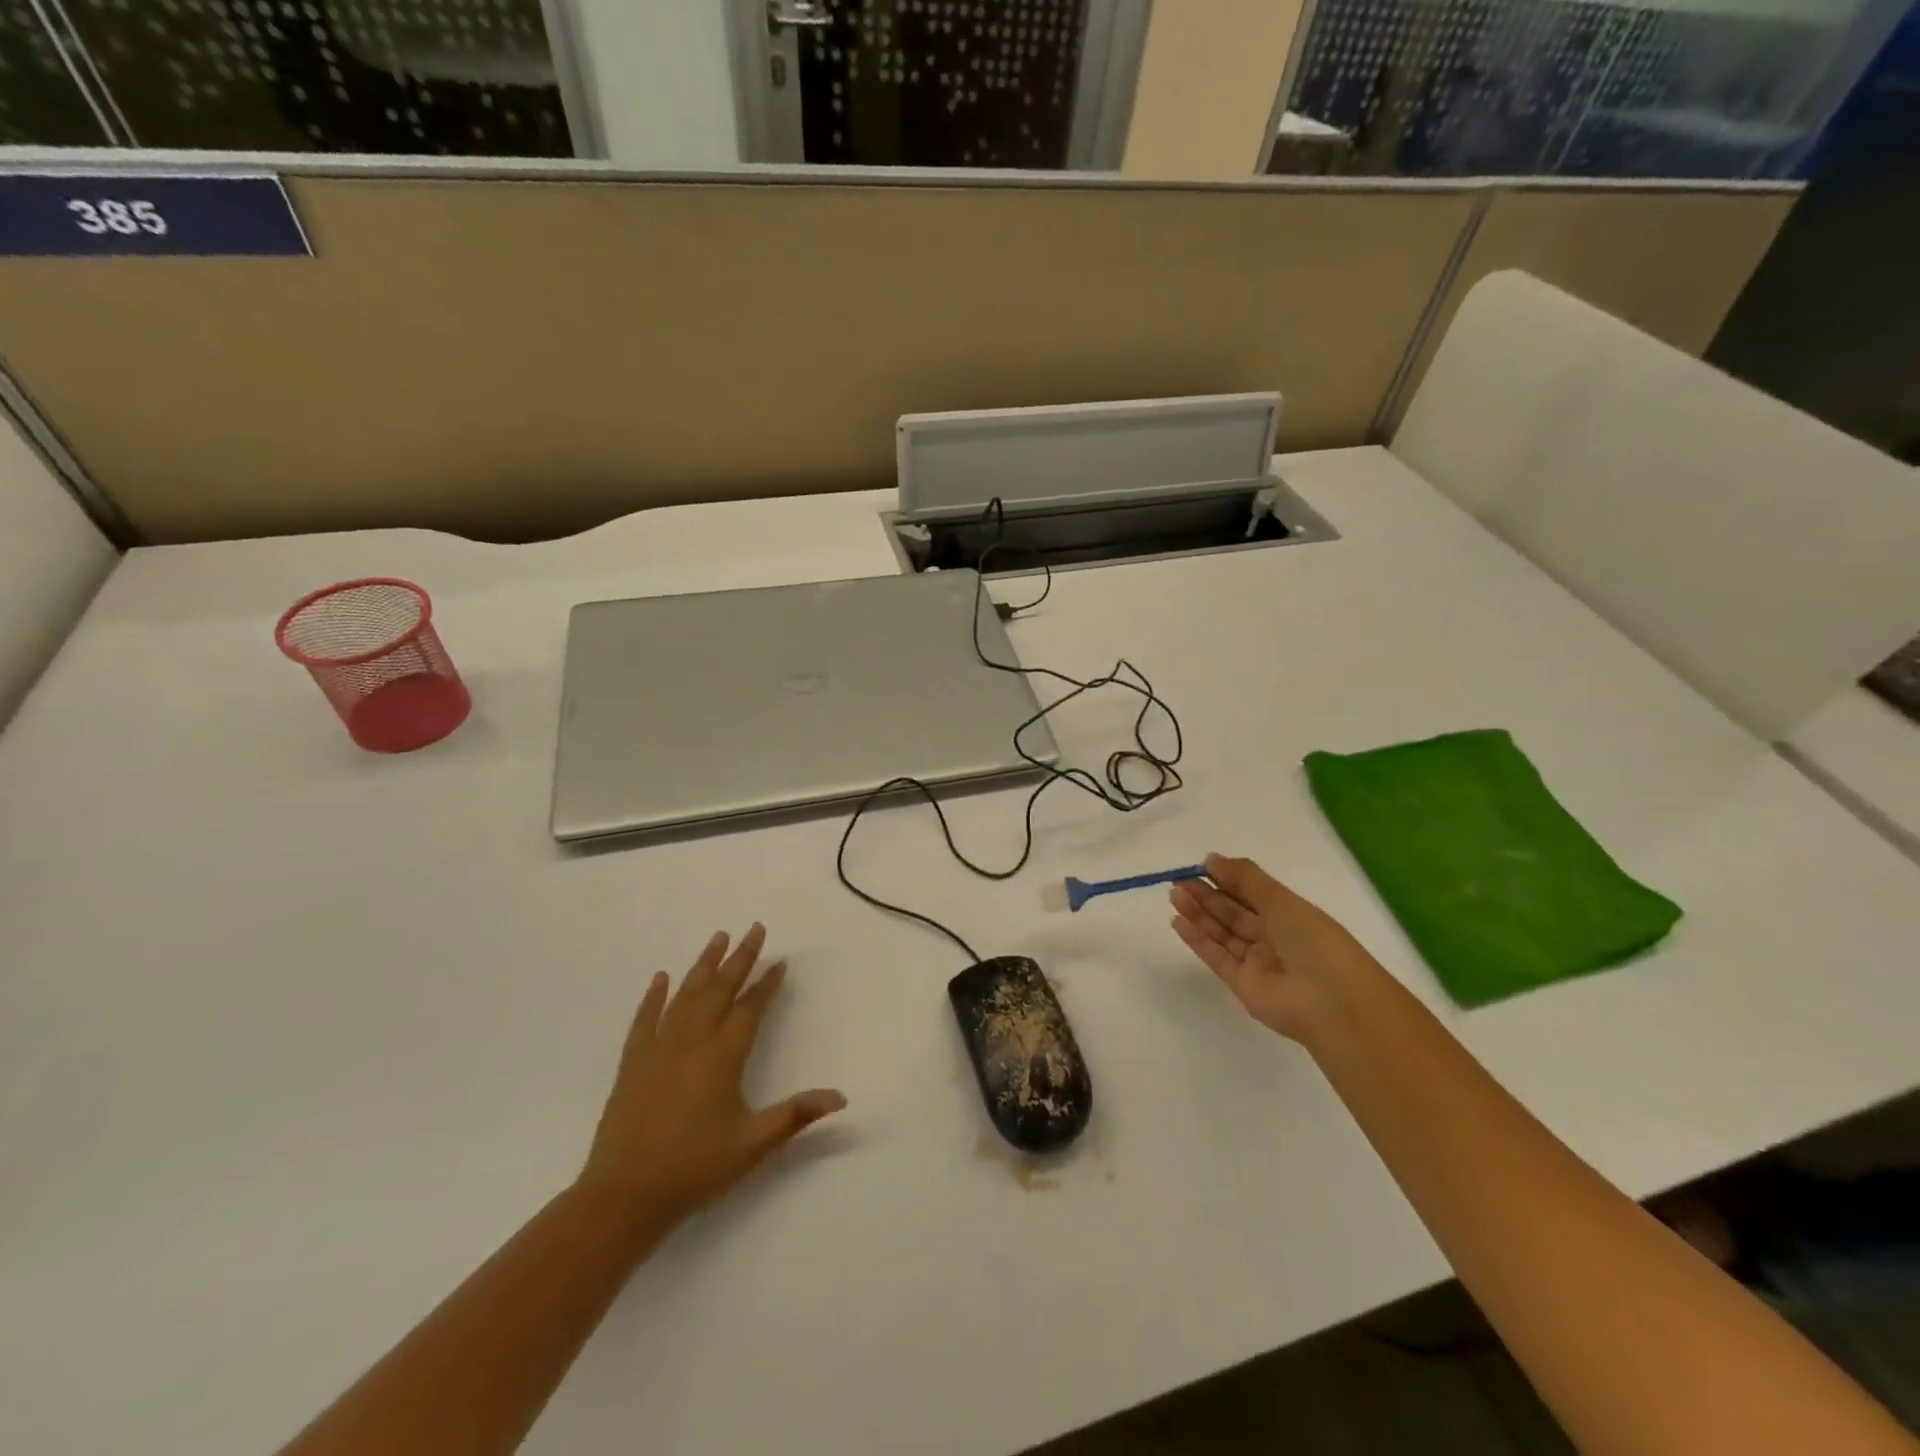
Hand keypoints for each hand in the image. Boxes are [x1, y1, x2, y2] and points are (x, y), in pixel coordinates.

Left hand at [577, 924, 845, 1231]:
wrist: (624, 1196)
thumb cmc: (694, 1168)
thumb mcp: (753, 1144)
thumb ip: (796, 1115)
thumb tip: (841, 1097)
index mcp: (722, 1056)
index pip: (750, 1009)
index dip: (767, 984)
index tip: (780, 962)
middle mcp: (691, 1041)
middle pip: (719, 989)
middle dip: (740, 958)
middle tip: (755, 928)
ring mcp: (658, 1048)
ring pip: (685, 994)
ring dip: (703, 964)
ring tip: (718, 937)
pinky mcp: (632, 1063)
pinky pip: (645, 1018)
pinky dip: (654, 996)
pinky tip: (661, 978)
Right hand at [1170, 853, 1382, 1042]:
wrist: (1331, 1003)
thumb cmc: (1313, 941)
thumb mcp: (1281, 900)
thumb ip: (1244, 878)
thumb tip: (1211, 859)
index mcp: (1290, 915)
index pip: (1252, 893)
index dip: (1227, 879)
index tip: (1200, 866)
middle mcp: (1274, 937)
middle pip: (1233, 913)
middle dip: (1206, 896)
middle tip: (1178, 881)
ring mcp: (1257, 962)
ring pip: (1222, 933)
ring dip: (1198, 914)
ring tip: (1174, 895)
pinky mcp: (1242, 985)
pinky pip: (1216, 957)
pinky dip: (1197, 939)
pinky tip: (1178, 922)